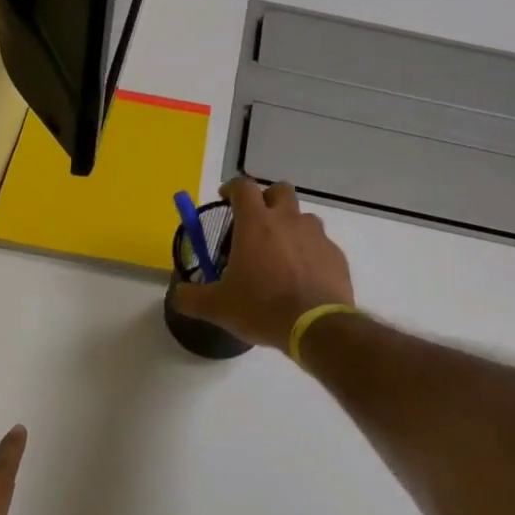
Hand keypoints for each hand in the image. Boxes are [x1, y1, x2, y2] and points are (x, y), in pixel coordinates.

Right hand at [170, 178, 354, 350]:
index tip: (225, 199)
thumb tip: (178, 294)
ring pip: (303, 217)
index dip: (232, 188)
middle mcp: (288, 220)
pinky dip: (310, 252)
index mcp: (256, 223)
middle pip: (280, 190)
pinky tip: (302, 276)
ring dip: (290, 226)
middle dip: (267, 199)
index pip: (243, 186)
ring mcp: (316, 235)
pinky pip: (321, 244)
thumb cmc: (262, 308)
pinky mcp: (336, 255)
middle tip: (256, 222)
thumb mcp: (217, 307)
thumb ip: (191, 297)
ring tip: (280, 253)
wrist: (316, 327)